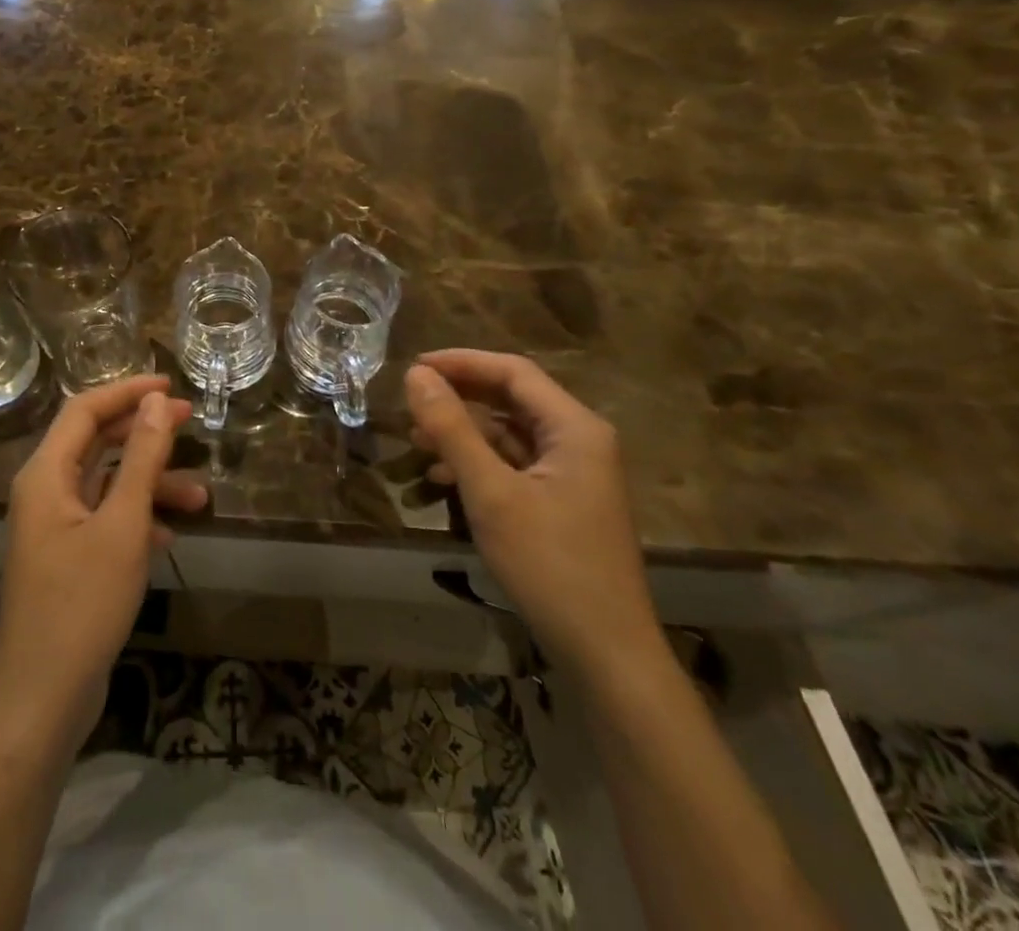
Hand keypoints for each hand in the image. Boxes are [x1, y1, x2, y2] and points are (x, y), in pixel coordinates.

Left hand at [0, 376, 206, 756]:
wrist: (42, 702)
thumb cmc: (81, 604)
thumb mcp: (122, 525)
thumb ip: (140, 458)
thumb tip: (155, 401)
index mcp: (45, 475)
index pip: (84, 410)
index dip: (127, 391)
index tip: (170, 385)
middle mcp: (45, 493)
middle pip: (95, 442)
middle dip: (143, 432)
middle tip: (190, 423)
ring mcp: (54, 528)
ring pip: (106, 484)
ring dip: (149, 483)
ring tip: (198, 498)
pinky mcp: (67, 560)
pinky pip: (105, 520)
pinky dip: (138, 519)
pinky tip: (168, 538)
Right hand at [405, 350, 664, 682]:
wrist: (607, 655)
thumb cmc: (550, 565)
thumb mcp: (491, 493)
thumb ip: (452, 429)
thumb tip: (416, 375)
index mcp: (574, 427)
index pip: (513, 371)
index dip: (461, 362)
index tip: (414, 367)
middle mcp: (579, 440)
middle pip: (511, 399)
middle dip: (459, 398)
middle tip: (411, 401)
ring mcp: (574, 473)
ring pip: (510, 433)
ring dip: (464, 433)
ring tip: (416, 442)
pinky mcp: (563, 501)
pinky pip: (515, 464)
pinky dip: (478, 464)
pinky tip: (442, 478)